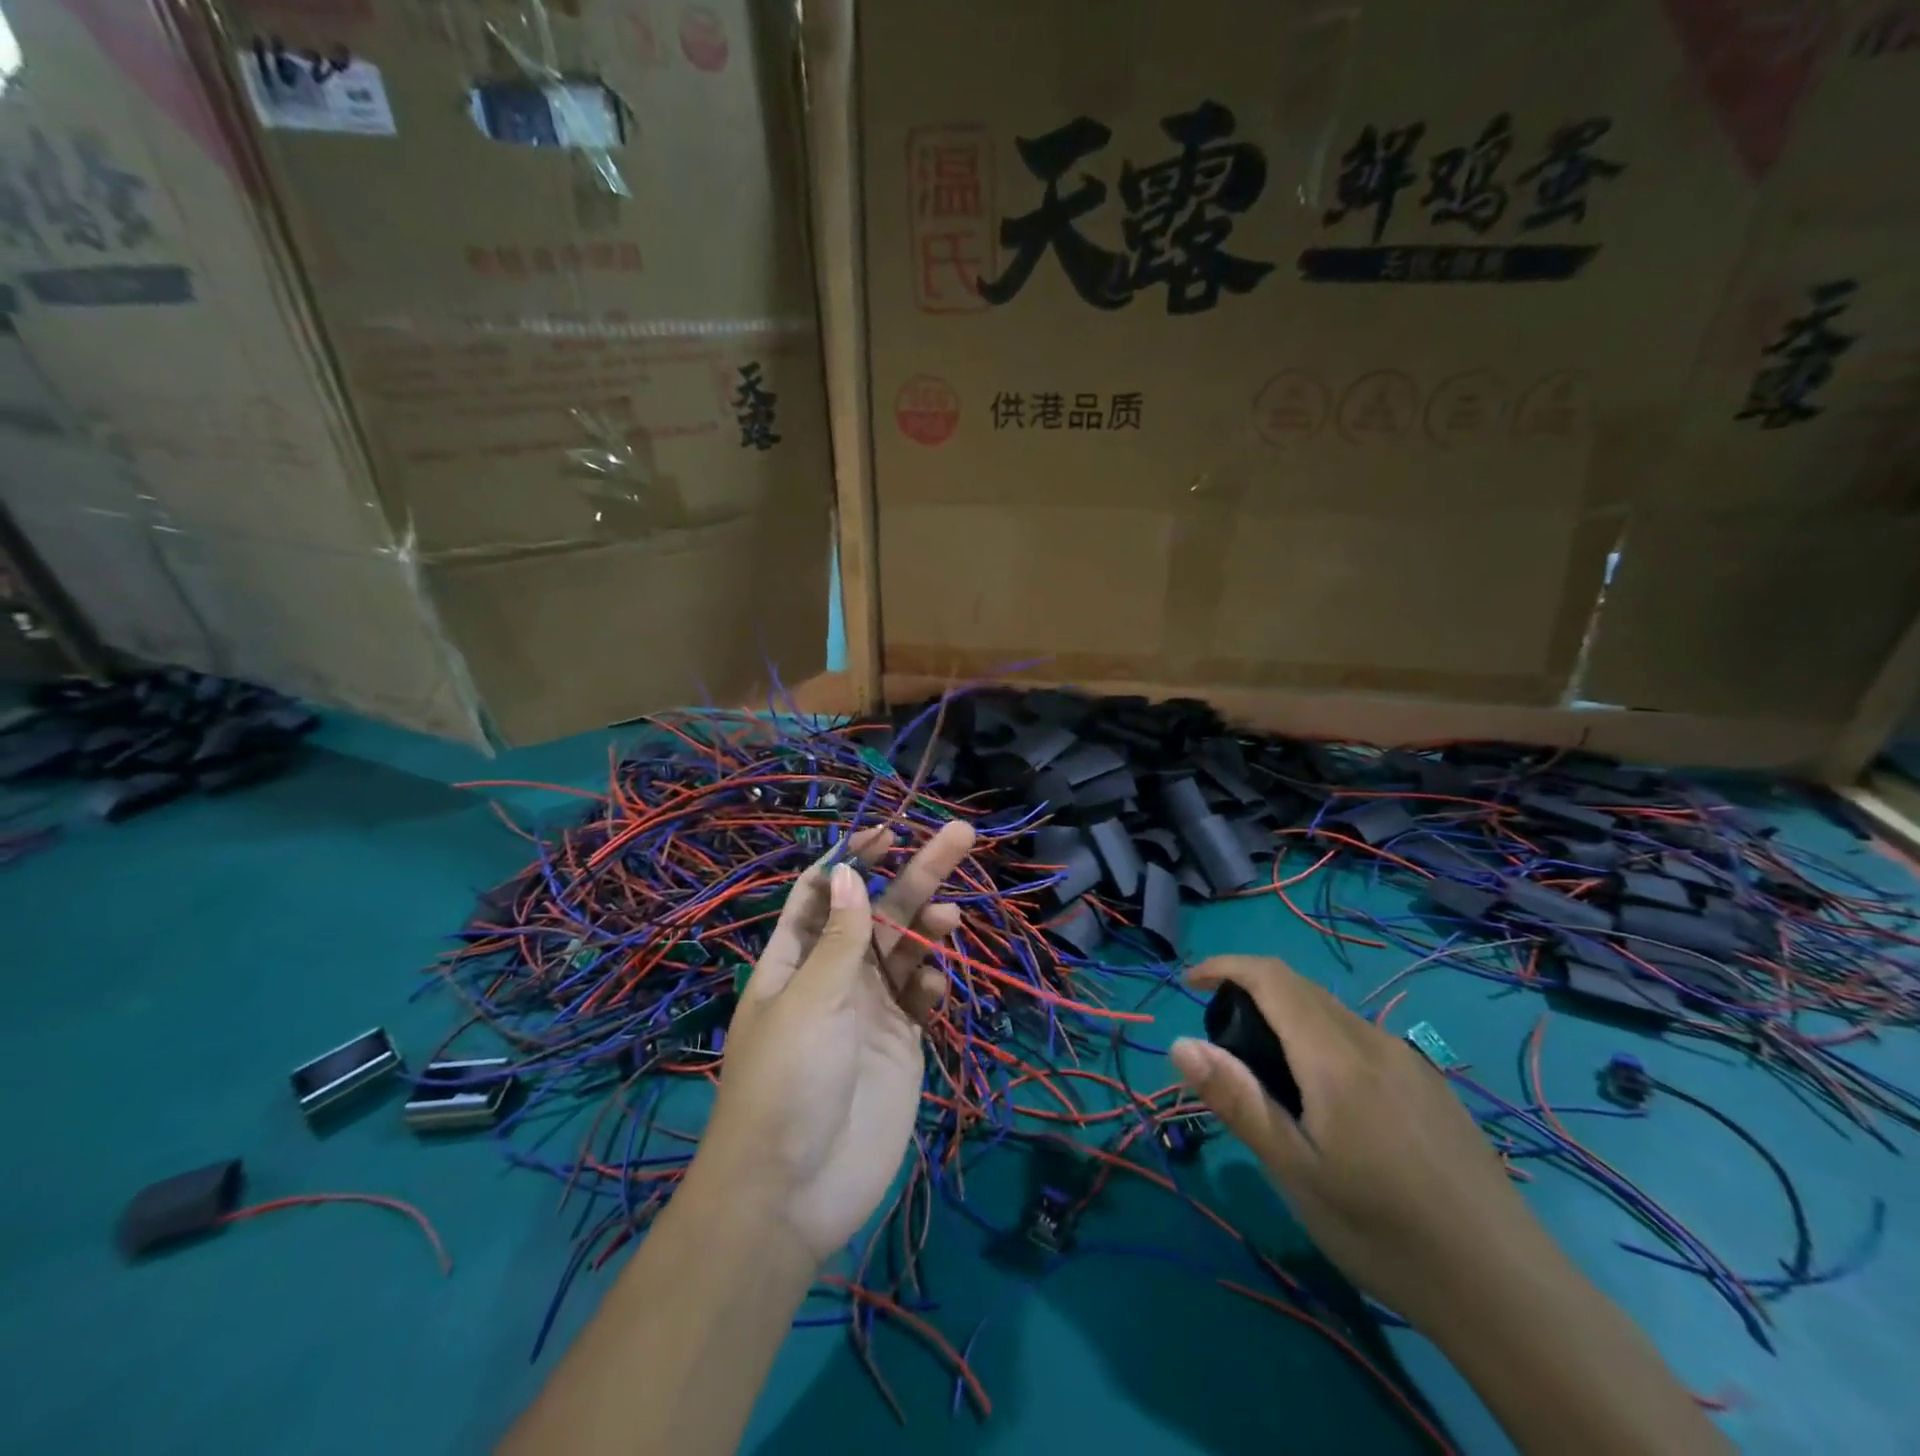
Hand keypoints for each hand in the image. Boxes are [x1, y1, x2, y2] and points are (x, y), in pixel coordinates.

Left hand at [696, 819, 975, 1263]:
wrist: (795, 1191)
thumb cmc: (788, 1081)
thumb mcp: (809, 999)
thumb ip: (841, 938)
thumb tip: (851, 872)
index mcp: (797, 958)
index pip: (827, 892)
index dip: (855, 858)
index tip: (889, 832)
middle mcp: (835, 975)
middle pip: (880, 910)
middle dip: (916, 873)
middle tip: (960, 835)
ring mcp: (871, 1008)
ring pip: (906, 949)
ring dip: (929, 926)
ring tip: (950, 916)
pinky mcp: (901, 1042)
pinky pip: (921, 998)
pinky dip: (931, 983)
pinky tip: (933, 987)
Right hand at [1169, 955, 1556, 1333]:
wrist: (1510, 1291)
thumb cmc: (1384, 1232)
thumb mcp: (1295, 1171)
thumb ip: (1236, 1100)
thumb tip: (1180, 1043)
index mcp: (1335, 1056)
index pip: (1272, 977)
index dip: (1225, 966)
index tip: (1189, 984)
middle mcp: (1373, 1042)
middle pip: (1301, 988)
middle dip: (1250, 991)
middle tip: (1221, 1041)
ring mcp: (1410, 1062)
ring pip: (1333, 1013)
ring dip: (1287, 1017)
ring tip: (1268, 1074)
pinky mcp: (1431, 1086)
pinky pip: (1361, 1039)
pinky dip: (1322, 1039)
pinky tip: (1328, 1100)